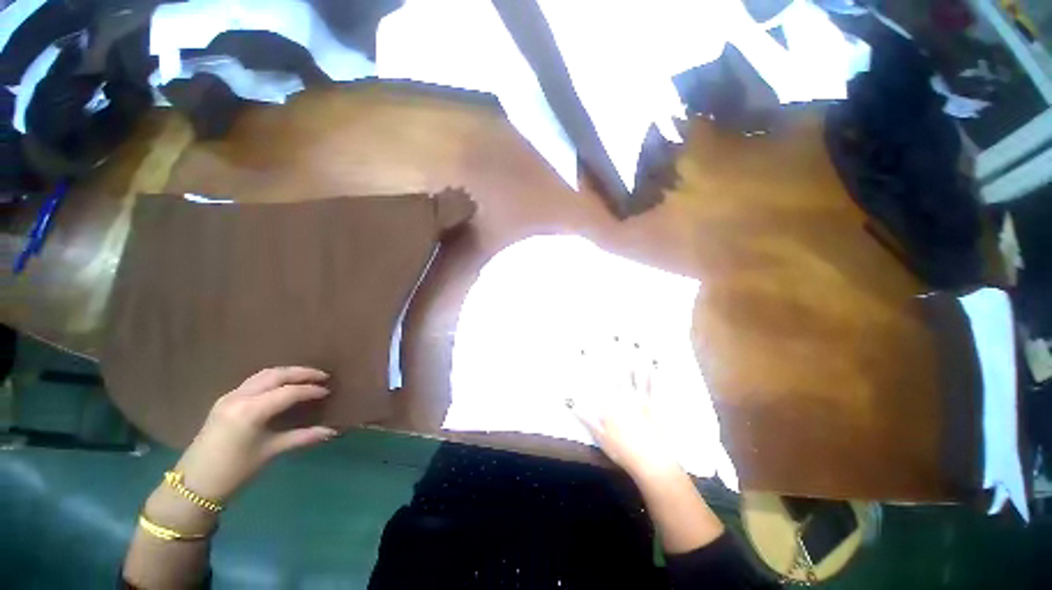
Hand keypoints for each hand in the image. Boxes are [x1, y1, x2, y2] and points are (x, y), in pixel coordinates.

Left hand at [174, 367, 337, 501]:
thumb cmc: (235, 470)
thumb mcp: (271, 452)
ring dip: (287, 373)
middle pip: (276, 375)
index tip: (328, 391)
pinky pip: (254, 381)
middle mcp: (240, 397)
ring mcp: (229, 397)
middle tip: (323, 376)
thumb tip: (332, 431)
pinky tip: (282, 386)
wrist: (195, 484)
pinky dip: (273, 379)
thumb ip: (303, 437)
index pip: (288, 392)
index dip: (311, 390)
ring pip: (264, 375)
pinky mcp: (225, 401)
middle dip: (301, 373)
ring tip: (306, 377)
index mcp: (250, 410)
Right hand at [571, 341, 679, 480]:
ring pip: (635, 373)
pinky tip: (653, 361)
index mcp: (609, 403)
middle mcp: (623, 396)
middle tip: (612, 336)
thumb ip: (586, 417)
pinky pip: (651, 384)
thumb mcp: (599, 436)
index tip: (585, 349)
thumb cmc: (622, 450)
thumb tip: (570, 403)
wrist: (650, 461)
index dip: (591, 363)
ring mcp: (639, 398)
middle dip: (613, 352)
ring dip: (634, 357)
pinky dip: (651, 372)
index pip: (597, 379)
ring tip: (633, 341)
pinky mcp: (651, 403)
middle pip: (617, 371)